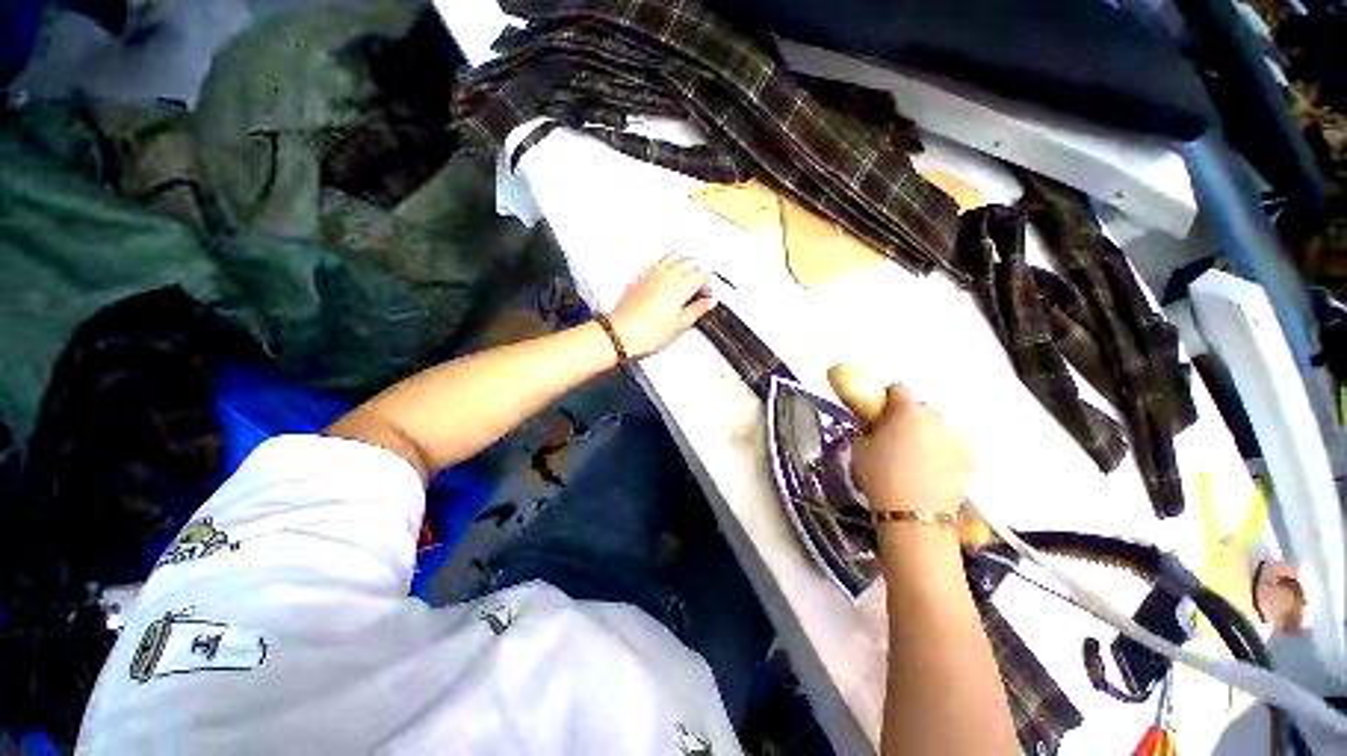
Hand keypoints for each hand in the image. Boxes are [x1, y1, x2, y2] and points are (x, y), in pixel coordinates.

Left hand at [610, 256, 716, 358]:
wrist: (622, 333)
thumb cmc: (648, 332)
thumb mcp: (680, 325)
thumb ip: (697, 310)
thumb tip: (707, 303)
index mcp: (681, 285)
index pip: (703, 275)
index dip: (708, 285)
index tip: (706, 296)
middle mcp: (667, 275)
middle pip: (689, 263)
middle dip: (698, 273)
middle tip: (698, 289)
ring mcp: (652, 274)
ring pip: (673, 258)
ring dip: (683, 265)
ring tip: (685, 280)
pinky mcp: (640, 278)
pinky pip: (658, 264)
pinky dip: (667, 267)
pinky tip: (666, 279)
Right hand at [851, 385, 971, 515]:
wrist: (914, 516)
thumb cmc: (880, 476)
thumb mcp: (859, 447)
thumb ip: (867, 427)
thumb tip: (872, 423)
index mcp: (907, 411)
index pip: (898, 389)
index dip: (886, 398)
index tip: (877, 412)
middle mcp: (936, 419)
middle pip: (921, 408)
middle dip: (907, 416)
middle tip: (893, 434)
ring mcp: (956, 440)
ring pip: (937, 427)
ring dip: (925, 433)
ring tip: (913, 454)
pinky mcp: (968, 461)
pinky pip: (950, 446)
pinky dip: (940, 451)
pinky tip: (929, 468)